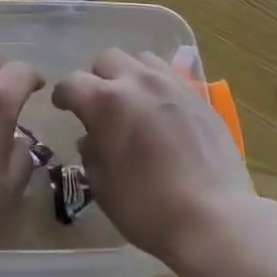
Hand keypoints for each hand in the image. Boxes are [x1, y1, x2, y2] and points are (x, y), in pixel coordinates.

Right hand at [52, 48, 256, 267]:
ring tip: (133, 102)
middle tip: (100, 106)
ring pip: (141, 59)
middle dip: (97, 79)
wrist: (213, 216)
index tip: (63, 107)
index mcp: (107, 101)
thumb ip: (92, 154)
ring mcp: (172, 84)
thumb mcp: (104, 188)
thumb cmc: (149, 208)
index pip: (72, 83)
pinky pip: (170, 75)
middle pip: (107, 59)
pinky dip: (157, 85)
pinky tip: (161, 111)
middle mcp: (138, 81)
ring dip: (129, 75)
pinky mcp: (198, 94)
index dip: (63, 95)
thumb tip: (92, 137)